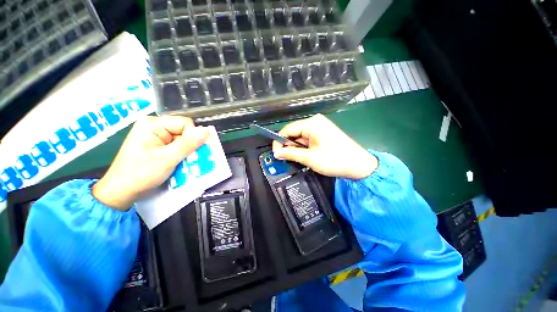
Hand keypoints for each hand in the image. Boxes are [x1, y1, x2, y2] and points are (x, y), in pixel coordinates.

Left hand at [92, 116, 208, 209]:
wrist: (122, 192)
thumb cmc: (141, 174)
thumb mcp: (168, 158)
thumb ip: (188, 144)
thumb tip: (207, 130)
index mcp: (153, 124)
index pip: (185, 123)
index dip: (192, 137)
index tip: (189, 152)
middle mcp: (155, 127)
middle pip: (185, 131)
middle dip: (190, 146)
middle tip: (187, 159)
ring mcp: (156, 137)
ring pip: (183, 140)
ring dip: (187, 152)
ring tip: (182, 163)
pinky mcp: (157, 145)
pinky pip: (177, 146)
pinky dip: (182, 155)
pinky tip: (178, 163)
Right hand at [272, 114, 377, 179]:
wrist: (359, 165)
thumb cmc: (333, 160)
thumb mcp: (309, 158)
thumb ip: (290, 154)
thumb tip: (276, 153)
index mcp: (311, 123)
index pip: (287, 129)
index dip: (279, 141)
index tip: (276, 154)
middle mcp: (315, 122)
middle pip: (294, 132)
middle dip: (288, 146)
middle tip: (285, 159)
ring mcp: (320, 127)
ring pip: (301, 137)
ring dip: (297, 148)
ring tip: (297, 159)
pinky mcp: (324, 133)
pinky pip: (308, 139)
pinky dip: (304, 147)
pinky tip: (305, 156)